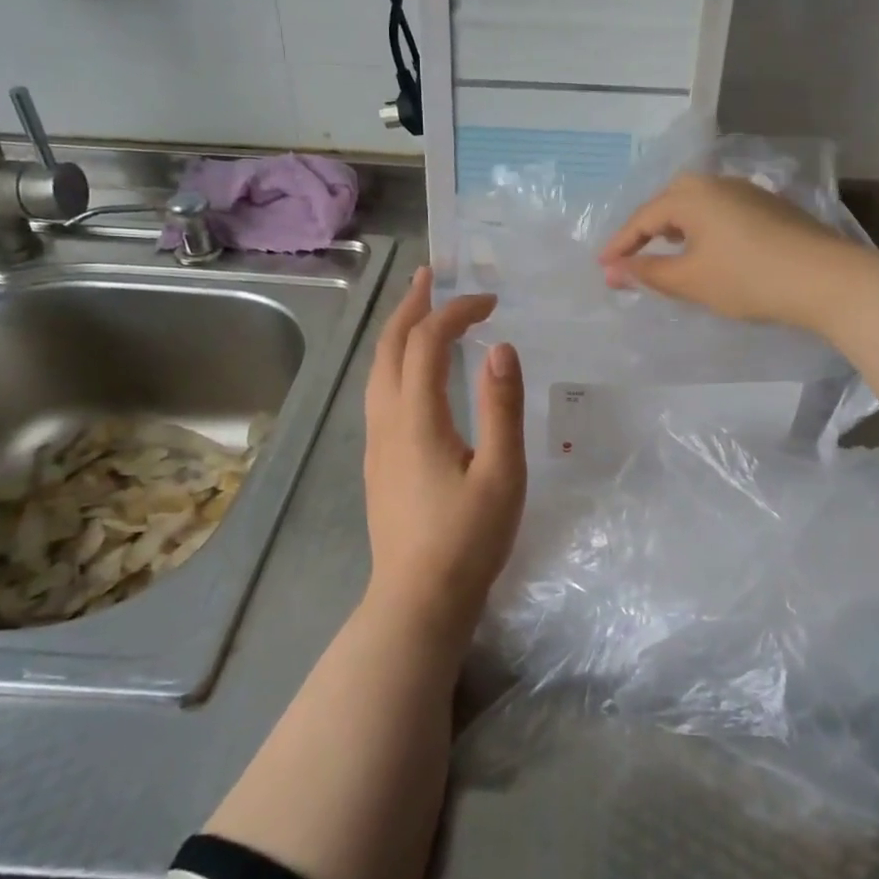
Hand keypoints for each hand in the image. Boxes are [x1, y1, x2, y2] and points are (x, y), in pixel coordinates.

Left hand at [362, 267, 526, 645]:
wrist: (417, 602)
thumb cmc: (467, 540)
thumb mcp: (501, 475)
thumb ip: (502, 408)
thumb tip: (500, 348)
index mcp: (416, 418)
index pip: (429, 343)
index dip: (456, 312)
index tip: (491, 302)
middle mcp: (387, 420)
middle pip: (390, 347)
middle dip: (410, 306)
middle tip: (430, 276)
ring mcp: (376, 442)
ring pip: (378, 369)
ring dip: (397, 332)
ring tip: (417, 309)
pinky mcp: (377, 461)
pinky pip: (379, 391)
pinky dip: (395, 360)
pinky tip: (411, 370)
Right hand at [598, 174, 860, 331]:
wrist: (826, 278)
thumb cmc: (747, 278)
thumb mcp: (690, 280)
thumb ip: (648, 273)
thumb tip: (614, 270)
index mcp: (691, 195)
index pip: (642, 218)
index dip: (620, 245)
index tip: (603, 268)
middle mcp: (716, 183)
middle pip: (669, 205)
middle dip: (646, 233)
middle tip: (630, 259)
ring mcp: (747, 192)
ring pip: (697, 208)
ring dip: (676, 232)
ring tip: (665, 256)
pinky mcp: (770, 207)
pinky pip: (720, 215)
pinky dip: (703, 232)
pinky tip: (708, 252)